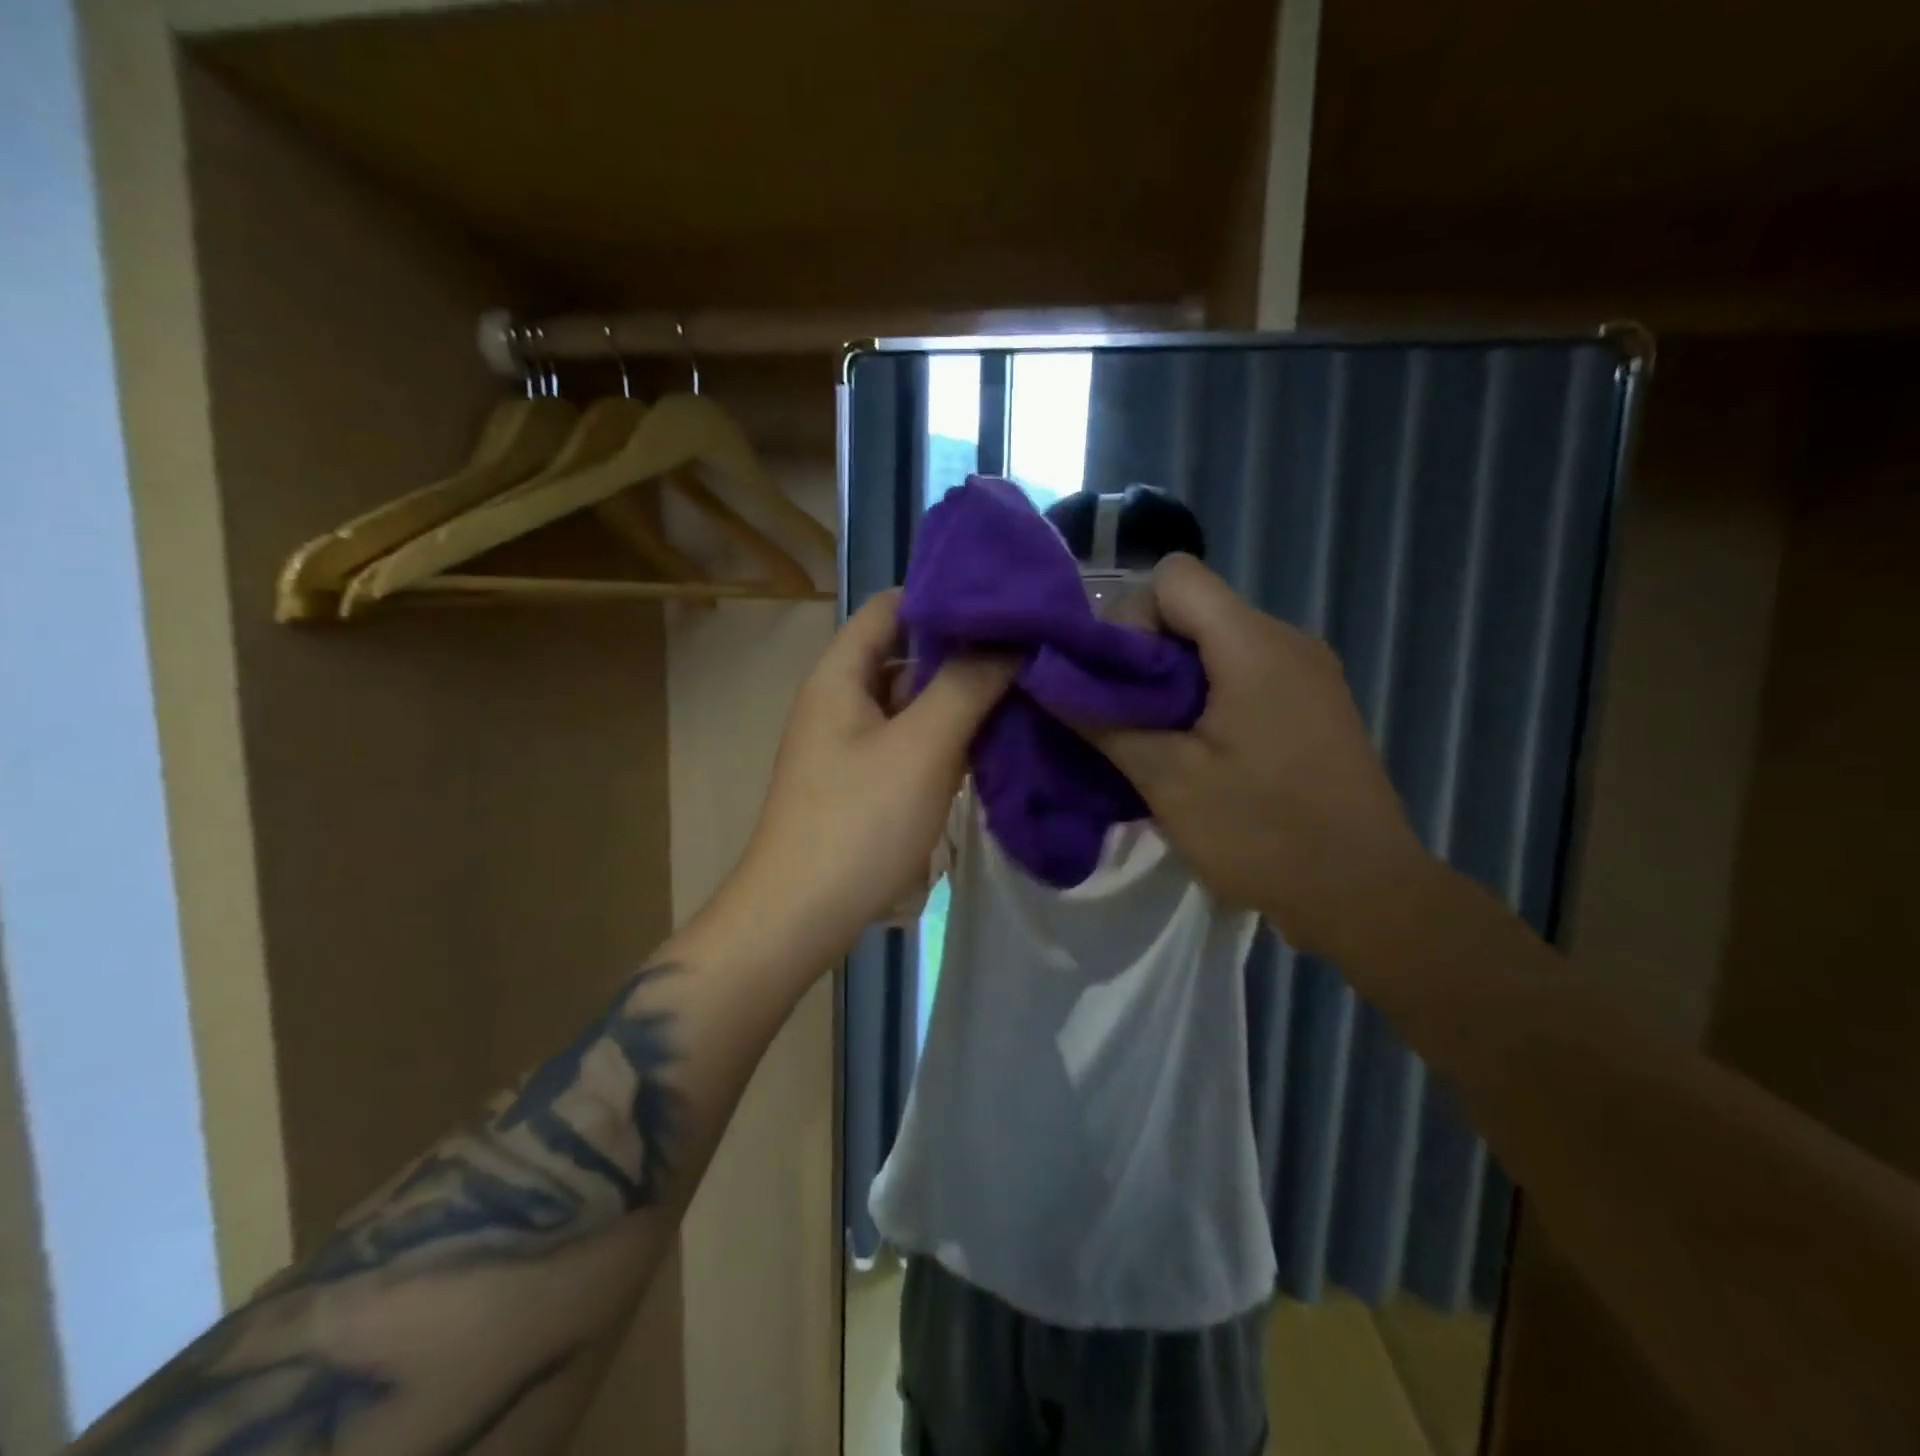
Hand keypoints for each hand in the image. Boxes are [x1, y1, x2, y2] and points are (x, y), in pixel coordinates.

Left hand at [724, 590, 1010, 967]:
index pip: (891, 606)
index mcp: (840, 675)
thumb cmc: (859, 822)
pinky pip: (912, 742)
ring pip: (913, 702)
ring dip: (960, 698)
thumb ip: (967, 684)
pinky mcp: (865, 782)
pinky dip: (948, 738)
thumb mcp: (922, 746)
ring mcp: (852, 744)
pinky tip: (993, 743)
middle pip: (905, 654)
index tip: (1005, 604)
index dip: (944, 598)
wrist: (800, 916)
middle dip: (963, 652)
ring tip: (1024, 692)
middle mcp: (841, 699)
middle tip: (1028, 651)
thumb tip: (1010, 639)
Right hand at [1076, 555, 1429, 958]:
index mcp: (1254, 644)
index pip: (1174, 576)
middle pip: (1194, 608)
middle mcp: (1287, 639)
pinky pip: (1245, 672)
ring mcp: (1308, 670)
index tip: (1116, 680)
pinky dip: (1208, 696)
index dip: (1130, 617)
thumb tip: (1046, 679)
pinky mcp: (1315, 701)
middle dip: (1146, 654)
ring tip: (1159, 741)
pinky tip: (1199, 751)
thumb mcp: (1168, 780)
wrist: (1367, 894)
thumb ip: (1103, 721)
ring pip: (1216, 642)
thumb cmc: (1264, 834)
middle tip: (1126, 719)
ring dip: (1174, 680)